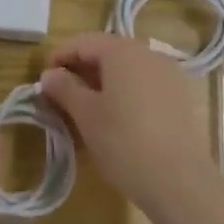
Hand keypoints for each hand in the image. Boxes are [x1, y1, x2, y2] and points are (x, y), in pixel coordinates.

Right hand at [39, 33, 219, 220]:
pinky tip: (117, 116)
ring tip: (86, 106)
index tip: (43, 80)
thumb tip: (49, 74)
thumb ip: (64, 88)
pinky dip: (125, 91)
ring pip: (127, 68)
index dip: (59, 56)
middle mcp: (148, 53)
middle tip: (61, 94)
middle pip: (107, 51)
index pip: (83, 42)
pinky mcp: (180, 96)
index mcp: (122, 51)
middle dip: (81, 68)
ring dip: (103, 80)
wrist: (180, 181)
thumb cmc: (124, 142)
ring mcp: (168, 74)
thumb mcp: (86, 115)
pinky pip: (144, 83)